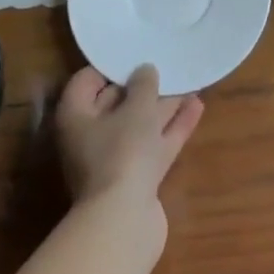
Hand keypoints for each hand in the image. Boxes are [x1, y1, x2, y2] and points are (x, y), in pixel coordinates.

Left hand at [55, 64, 203, 208]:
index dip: (109, 65)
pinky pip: (155, 144)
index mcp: (76, 116)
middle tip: (166, 63)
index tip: (135, 51)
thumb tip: (145, 70)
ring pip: (140, 124)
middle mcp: (90, 137)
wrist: (124, 221)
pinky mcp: (137, 178)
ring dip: (163, 105)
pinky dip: (173, 127)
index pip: (87, 81)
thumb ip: (143, 85)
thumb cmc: (122, 152)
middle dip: (141, 85)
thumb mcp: (137, 108)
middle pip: (116, 103)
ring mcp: (114, 160)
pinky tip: (197, 107)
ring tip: (189, 81)